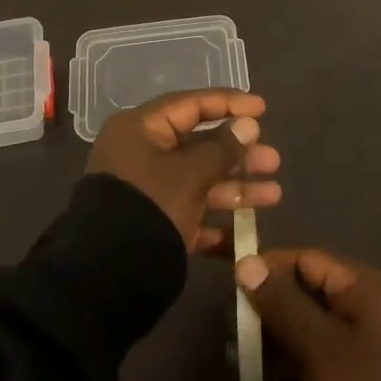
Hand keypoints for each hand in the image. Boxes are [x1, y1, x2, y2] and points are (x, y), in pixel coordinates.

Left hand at [85, 90, 278, 252]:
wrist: (107, 276)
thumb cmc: (151, 205)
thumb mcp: (190, 173)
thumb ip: (222, 148)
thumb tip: (248, 124)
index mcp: (141, 129)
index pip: (190, 105)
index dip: (228, 104)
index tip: (262, 109)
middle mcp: (142, 154)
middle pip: (198, 145)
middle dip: (238, 154)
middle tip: (273, 161)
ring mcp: (148, 191)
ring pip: (199, 181)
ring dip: (236, 187)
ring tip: (273, 194)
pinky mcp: (153, 225)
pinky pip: (191, 213)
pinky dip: (217, 221)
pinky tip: (246, 233)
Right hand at [237, 248, 380, 380]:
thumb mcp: (319, 345)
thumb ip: (281, 303)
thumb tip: (247, 263)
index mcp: (361, 287)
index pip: (305, 260)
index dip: (267, 269)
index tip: (232, 286)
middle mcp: (363, 311)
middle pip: (304, 300)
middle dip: (266, 320)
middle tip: (234, 340)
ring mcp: (363, 351)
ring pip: (307, 339)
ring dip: (274, 358)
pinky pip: (318, 374)